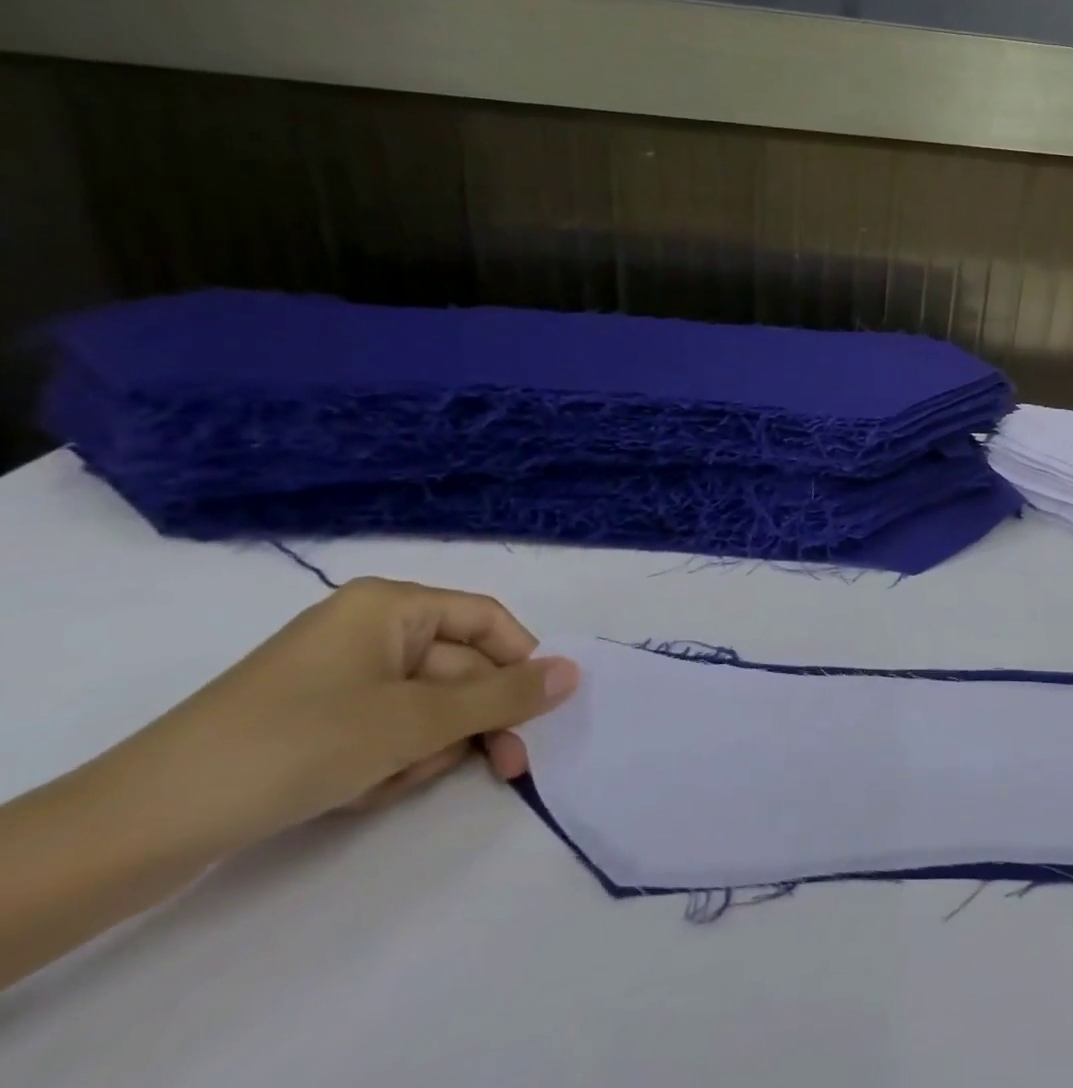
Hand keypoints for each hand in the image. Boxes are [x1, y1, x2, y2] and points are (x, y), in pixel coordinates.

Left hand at [0, 579, 578, 991]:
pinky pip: (382, 730)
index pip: (487, 620)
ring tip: (386, 785)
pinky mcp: (311, 720)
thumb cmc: (299, 744)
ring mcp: (337, 676)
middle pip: (457, 668)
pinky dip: (385, 762)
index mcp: (392, 605)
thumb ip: (503, 695)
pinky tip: (357, 793)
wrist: (138, 827)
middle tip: (503, 770)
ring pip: (423, 707)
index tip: (539, 714)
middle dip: (469, 723)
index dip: (520, 663)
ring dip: (423, 749)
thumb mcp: (416, 720)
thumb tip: (575, 672)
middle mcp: (369, 628)